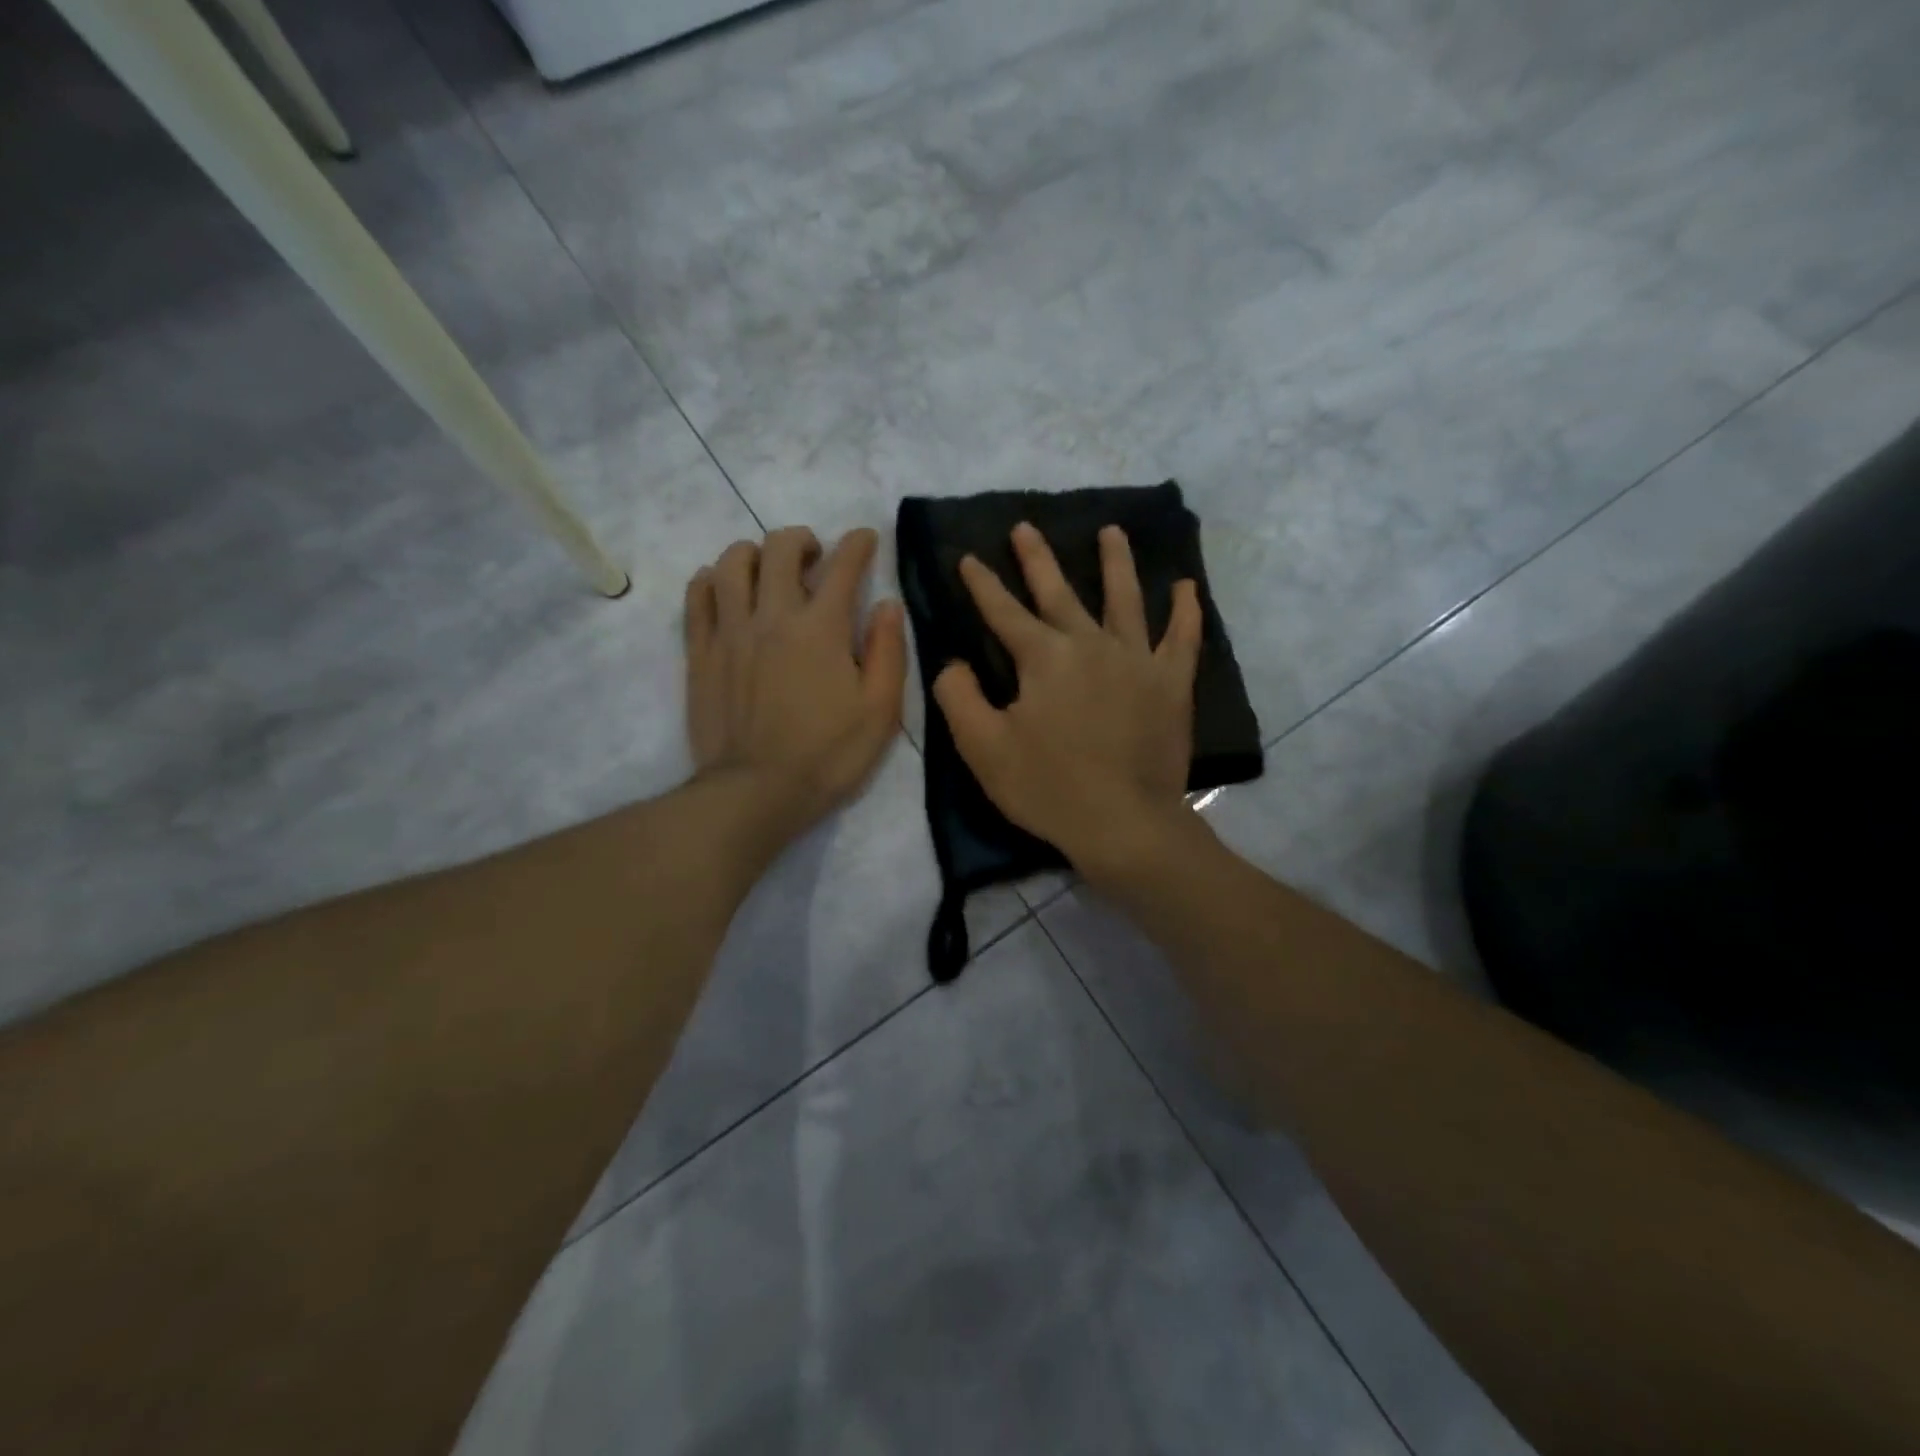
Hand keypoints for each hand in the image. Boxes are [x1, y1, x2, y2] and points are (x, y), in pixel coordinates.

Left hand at [685, 526, 905, 837]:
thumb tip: (887, 604)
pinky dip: (713, 580)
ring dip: (755, 554)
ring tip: (768, 572)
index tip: (865, 538)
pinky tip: (726, 591)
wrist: (756, 792)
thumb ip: (889, 651)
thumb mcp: (880, 710)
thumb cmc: (828, 755)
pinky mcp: (700, 652)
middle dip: (802, 540)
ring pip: (732, 562)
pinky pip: (698, 596)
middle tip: (815, 558)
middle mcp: (773, 616)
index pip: (843, 565)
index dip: (858, 544)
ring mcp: (730, 631)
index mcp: (822, 628)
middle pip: (779, 548)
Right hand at [932, 522, 1203, 886]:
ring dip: (1116, 563)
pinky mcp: (1171, 684)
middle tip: (1025, 527)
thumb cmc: (1048, 787)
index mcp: (1044, 658)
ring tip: (1112, 531)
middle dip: (1037, 559)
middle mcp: (1091, 645)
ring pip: (1125, 599)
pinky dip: (1186, 611)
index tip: (968, 557)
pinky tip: (1187, 587)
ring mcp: (1137, 660)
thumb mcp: (983, 747)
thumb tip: (953, 663)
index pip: (1003, 612)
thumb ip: (958, 697)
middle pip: (1059, 593)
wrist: (1123, 823)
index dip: (982, 584)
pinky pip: (1182, 638)